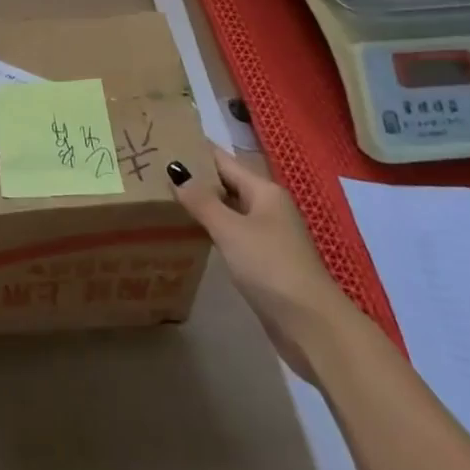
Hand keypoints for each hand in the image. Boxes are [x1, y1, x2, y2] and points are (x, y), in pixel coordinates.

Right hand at [167, 148, 349, 380]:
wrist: (313, 328)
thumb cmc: (271, 267)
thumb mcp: (231, 230)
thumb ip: (202, 200)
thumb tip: (176, 170)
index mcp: (264, 190)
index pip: (223, 160)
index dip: (196, 150)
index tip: (165, 141)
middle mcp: (268, 207)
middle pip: (227, 183)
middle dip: (196, 177)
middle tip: (156, 168)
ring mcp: (268, 236)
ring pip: (229, 210)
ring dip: (203, 204)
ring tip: (165, 195)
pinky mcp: (264, 262)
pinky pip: (232, 233)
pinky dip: (212, 228)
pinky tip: (190, 231)